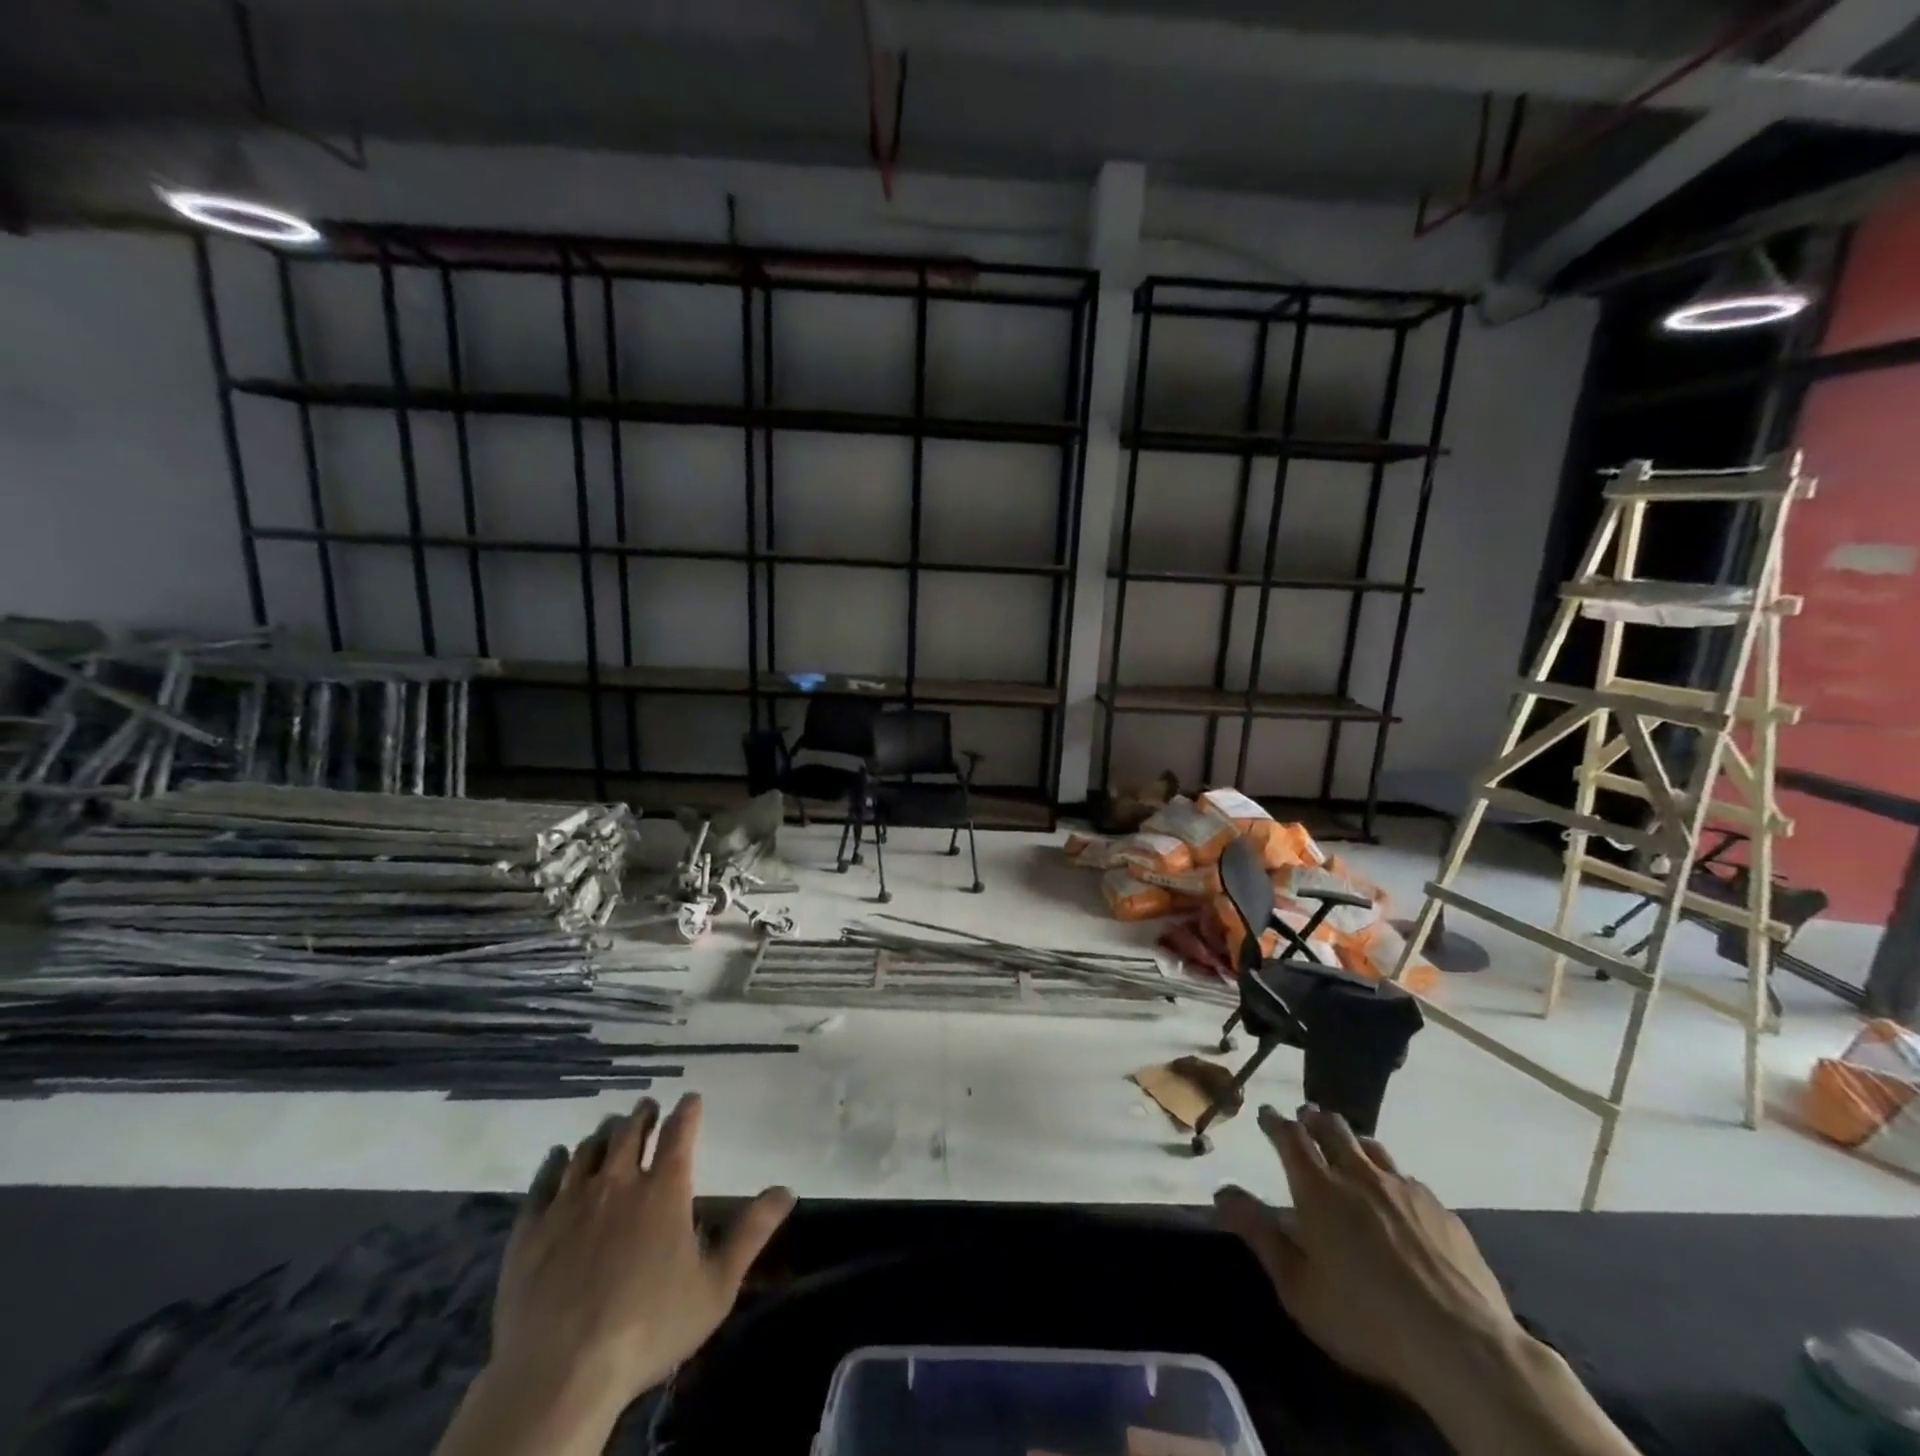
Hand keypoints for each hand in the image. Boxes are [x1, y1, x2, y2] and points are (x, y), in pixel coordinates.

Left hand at [487, 1093, 793, 1432]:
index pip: (680, 1131)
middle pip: (631, 1131)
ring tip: (610, 1130)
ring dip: (604, 1134)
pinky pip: (544, 1180)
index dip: (688, 1110)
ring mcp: (570, 1202)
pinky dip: (555, 1162)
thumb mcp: (716, 1286)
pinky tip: (559, 1158)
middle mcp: (619, 1182)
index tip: (691, 1098)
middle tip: (648, 1107)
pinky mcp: (531, 1228)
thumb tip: (787, 1190)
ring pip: (589, 1149)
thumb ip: (751, 1232)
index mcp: (665, 1189)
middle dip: (644, 1114)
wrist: (560, 1373)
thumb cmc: (648, 1328)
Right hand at [1213, 1104, 1519, 1408]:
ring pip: (1371, 1147)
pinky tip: (1396, 1195)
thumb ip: (1259, 1235)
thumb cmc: (1366, 1320)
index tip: (1266, 1113)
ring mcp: (1404, 1189)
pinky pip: (1407, 1178)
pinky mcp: (1442, 1210)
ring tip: (1347, 1147)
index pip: (1289, 1137)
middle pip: (1332, 1128)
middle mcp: (1359, 1175)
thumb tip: (1222, 1193)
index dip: (1275, 1121)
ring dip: (1352, 1141)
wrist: (1463, 1347)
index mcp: (1318, 1189)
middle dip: (1314, 1119)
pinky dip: (1390, 1176)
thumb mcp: (1298, 1288)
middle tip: (1305, 1118)